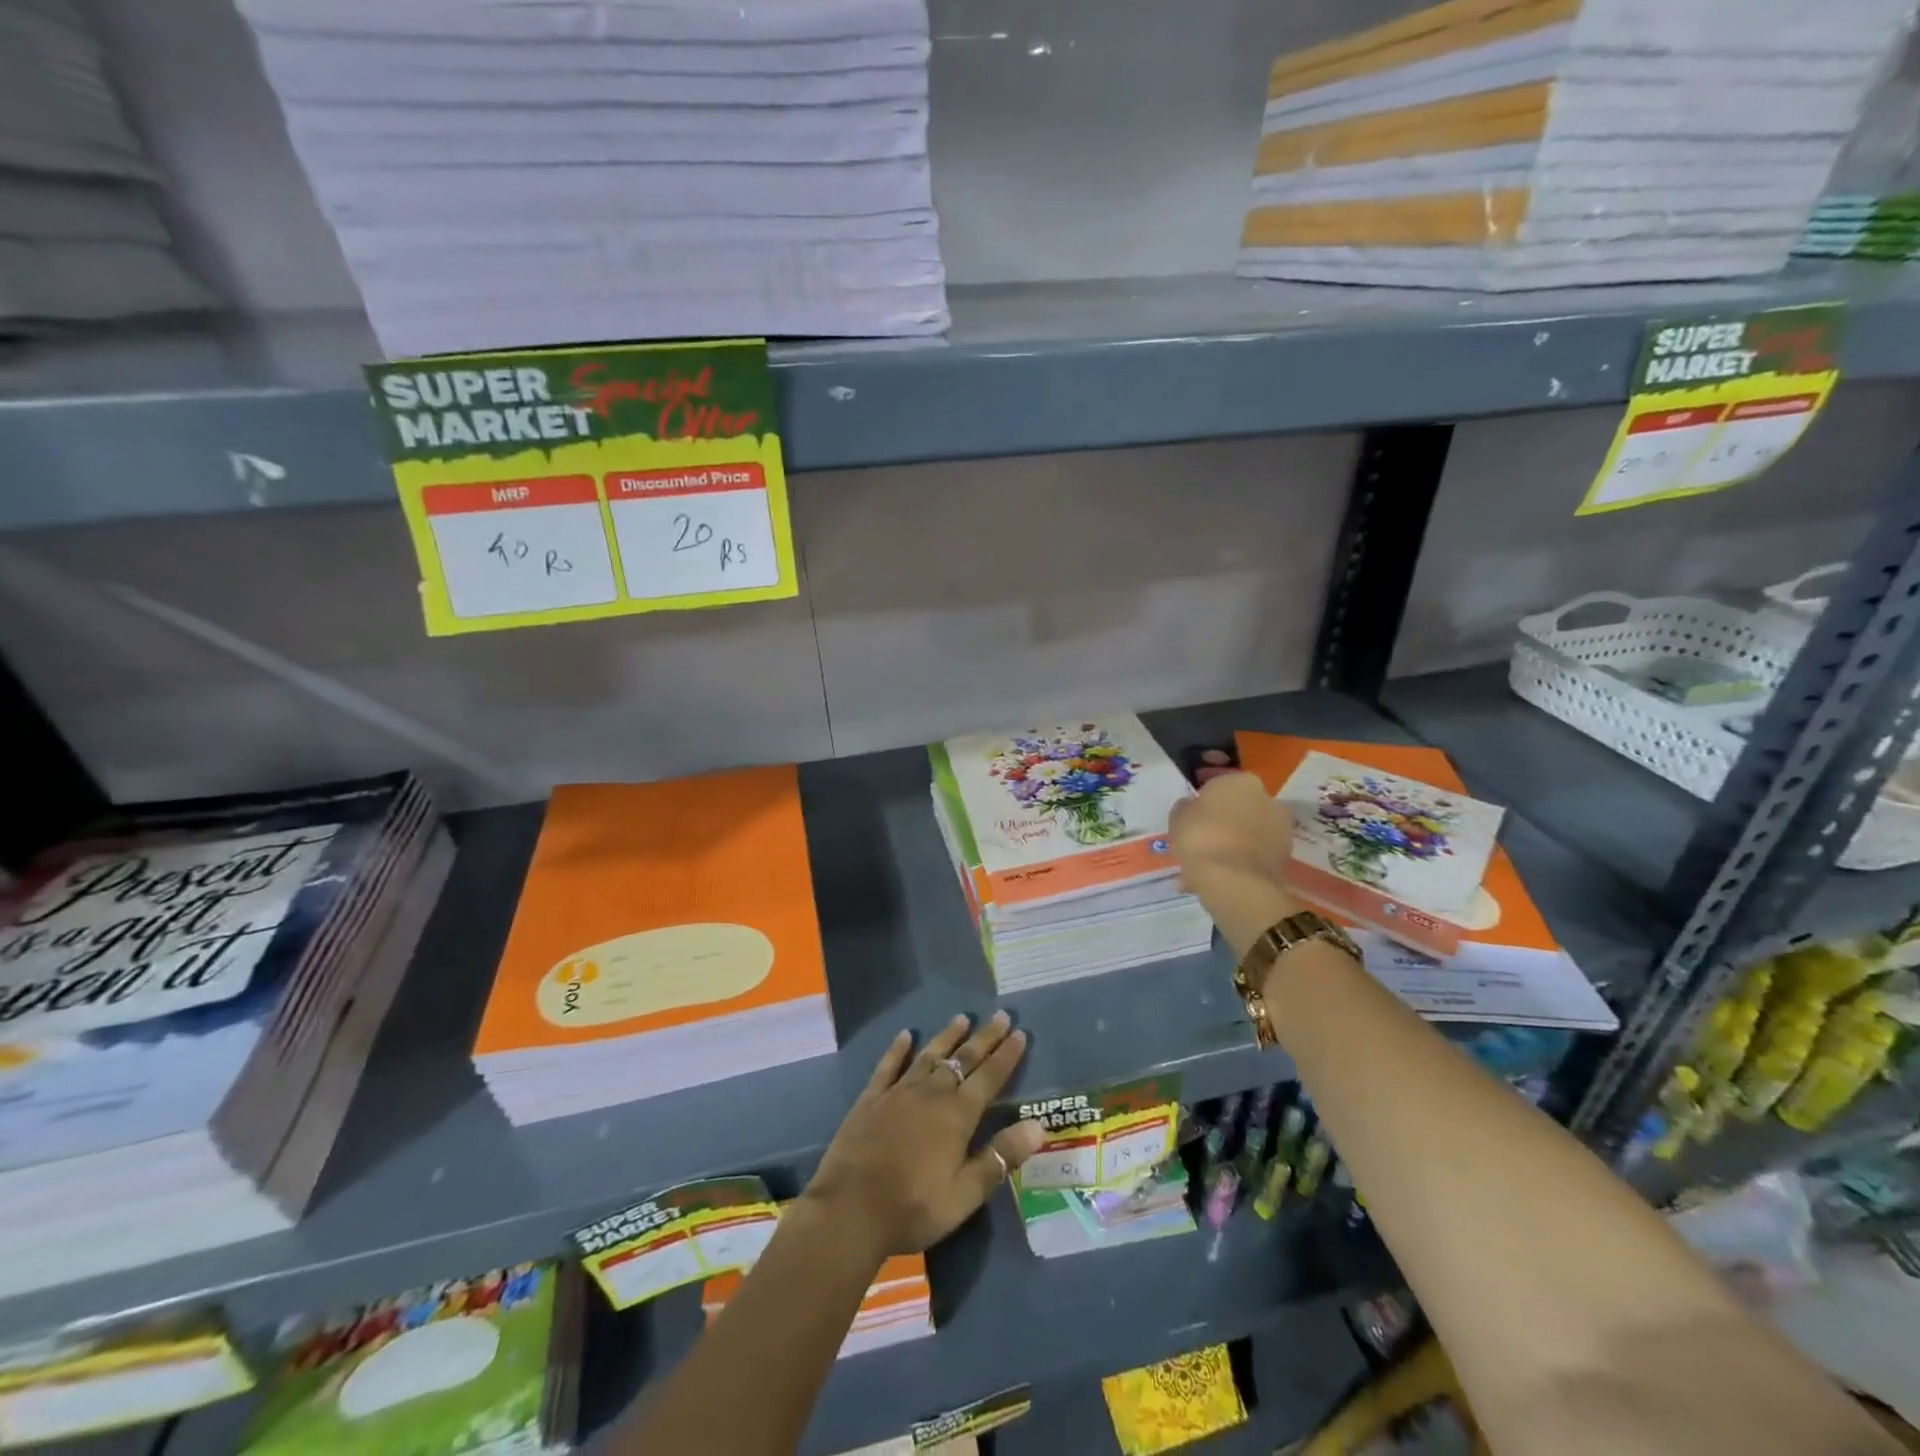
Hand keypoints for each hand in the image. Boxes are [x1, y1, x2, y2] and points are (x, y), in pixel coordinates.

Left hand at [801, 1012, 1044, 1258]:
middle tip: (1000, 1015)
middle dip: (984, 1037)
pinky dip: (898, 1049)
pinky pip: (889, 1065)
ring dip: (947, 1036)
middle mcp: (931, 1094)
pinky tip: (905, 1035)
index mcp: (957, 1116)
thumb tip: (1038, 1126)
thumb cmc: (913, 1208)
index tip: (1019, 1033)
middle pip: (962, 1059)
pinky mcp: (871, 1098)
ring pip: (929, 1055)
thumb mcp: (964, 1194)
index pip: (989, 1077)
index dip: (1006, 1056)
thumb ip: (1000, 1157)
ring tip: (961, 1018)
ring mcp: (898, 1092)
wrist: (850, 1210)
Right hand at [1169, 770, 1294, 888]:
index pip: (1218, 785)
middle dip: (1224, 822)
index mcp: (1240, 780)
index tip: (1192, 818)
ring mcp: (1280, 828)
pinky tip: (1221, 877)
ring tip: (1210, 865)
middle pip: (1239, 808)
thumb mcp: (1178, 817)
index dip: (1204, 802)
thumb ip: (1187, 807)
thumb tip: (1192, 806)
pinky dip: (1242, 863)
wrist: (1234, 881)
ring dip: (1233, 844)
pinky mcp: (1285, 856)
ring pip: (1249, 833)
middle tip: (1202, 840)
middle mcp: (1267, 798)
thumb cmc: (1200, 837)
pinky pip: (1256, 855)